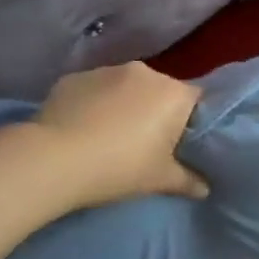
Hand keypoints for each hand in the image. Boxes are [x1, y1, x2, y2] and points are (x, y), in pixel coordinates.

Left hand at [29, 62, 207, 207]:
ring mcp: (107, 70)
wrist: (53, 160)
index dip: (191, 121)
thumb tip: (205, 188)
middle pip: (160, 90)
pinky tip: (81, 128)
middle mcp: (145, 72)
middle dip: (155, 111)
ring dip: (123, 104)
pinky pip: (94, 89)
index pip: (197, 100)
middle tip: (144, 143)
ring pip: (125, 87)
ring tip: (108, 135)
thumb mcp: (159, 180)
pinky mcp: (75, 76)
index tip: (180, 143)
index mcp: (173, 93)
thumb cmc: (119, 168)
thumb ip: (188, 181)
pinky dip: (94, 103)